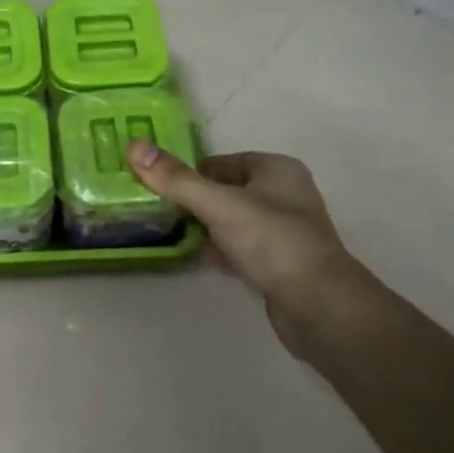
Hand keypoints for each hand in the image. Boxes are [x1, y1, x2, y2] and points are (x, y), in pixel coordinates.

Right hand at [125, 144, 363, 365]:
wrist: (318, 306)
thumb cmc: (271, 241)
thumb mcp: (218, 205)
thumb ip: (176, 179)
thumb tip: (134, 146)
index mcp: (277, 169)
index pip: (223, 161)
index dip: (192, 173)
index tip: (161, 188)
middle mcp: (285, 194)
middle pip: (227, 190)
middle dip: (196, 201)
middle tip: (162, 211)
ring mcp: (285, 231)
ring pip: (234, 220)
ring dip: (208, 226)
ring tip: (175, 234)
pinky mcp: (281, 264)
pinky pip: (243, 248)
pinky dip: (223, 250)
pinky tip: (203, 258)